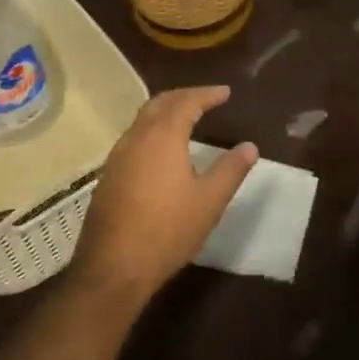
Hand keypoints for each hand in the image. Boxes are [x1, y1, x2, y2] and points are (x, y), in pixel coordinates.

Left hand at [70, 86, 256, 305]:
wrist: (113, 267)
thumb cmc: (167, 230)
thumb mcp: (209, 201)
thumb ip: (231, 170)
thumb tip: (250, 146)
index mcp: (163, 136)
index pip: (186, 102)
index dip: (207, 94)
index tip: (226, 92)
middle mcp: (136, 137)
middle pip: (160, 103)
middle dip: (184, 96)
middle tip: (206, 99)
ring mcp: (118, 156)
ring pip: (143, 120)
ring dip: (166, 111)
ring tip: (186, 118)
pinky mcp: (108, 175)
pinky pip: (134, 138)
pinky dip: (152, 130)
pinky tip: (161, 149)